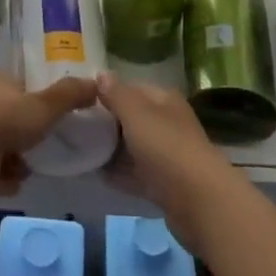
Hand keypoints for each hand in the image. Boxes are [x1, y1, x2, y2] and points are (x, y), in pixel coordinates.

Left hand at [0, 71, 99, 197]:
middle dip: (27, 133)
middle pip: (10, 116)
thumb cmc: (6, 121)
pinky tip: (13, 184)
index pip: (21, 84)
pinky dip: (1, 177)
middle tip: (45, 145)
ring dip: (15, 158)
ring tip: (29, 168)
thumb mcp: (44, 105)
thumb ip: (70, 95)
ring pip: (0, 144)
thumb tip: (96, 82)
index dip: (37, 96)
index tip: (53, 112)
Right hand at [98, 73, 237, 253]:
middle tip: (76, 128)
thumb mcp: (136, 114)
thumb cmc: (166, 148)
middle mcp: (168, 122)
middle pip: (132, 118)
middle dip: (107, 122)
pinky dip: (120, 174)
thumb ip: (116, 94)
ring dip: (112, 150)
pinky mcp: (165, 184)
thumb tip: (101, 73)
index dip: (106, 92)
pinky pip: (137, 173)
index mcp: (164, 100)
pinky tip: (98, 176)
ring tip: (81, 151)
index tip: (80, 101)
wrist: (200, 202)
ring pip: (134, 146)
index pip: (131, 87)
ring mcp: (167, 154)